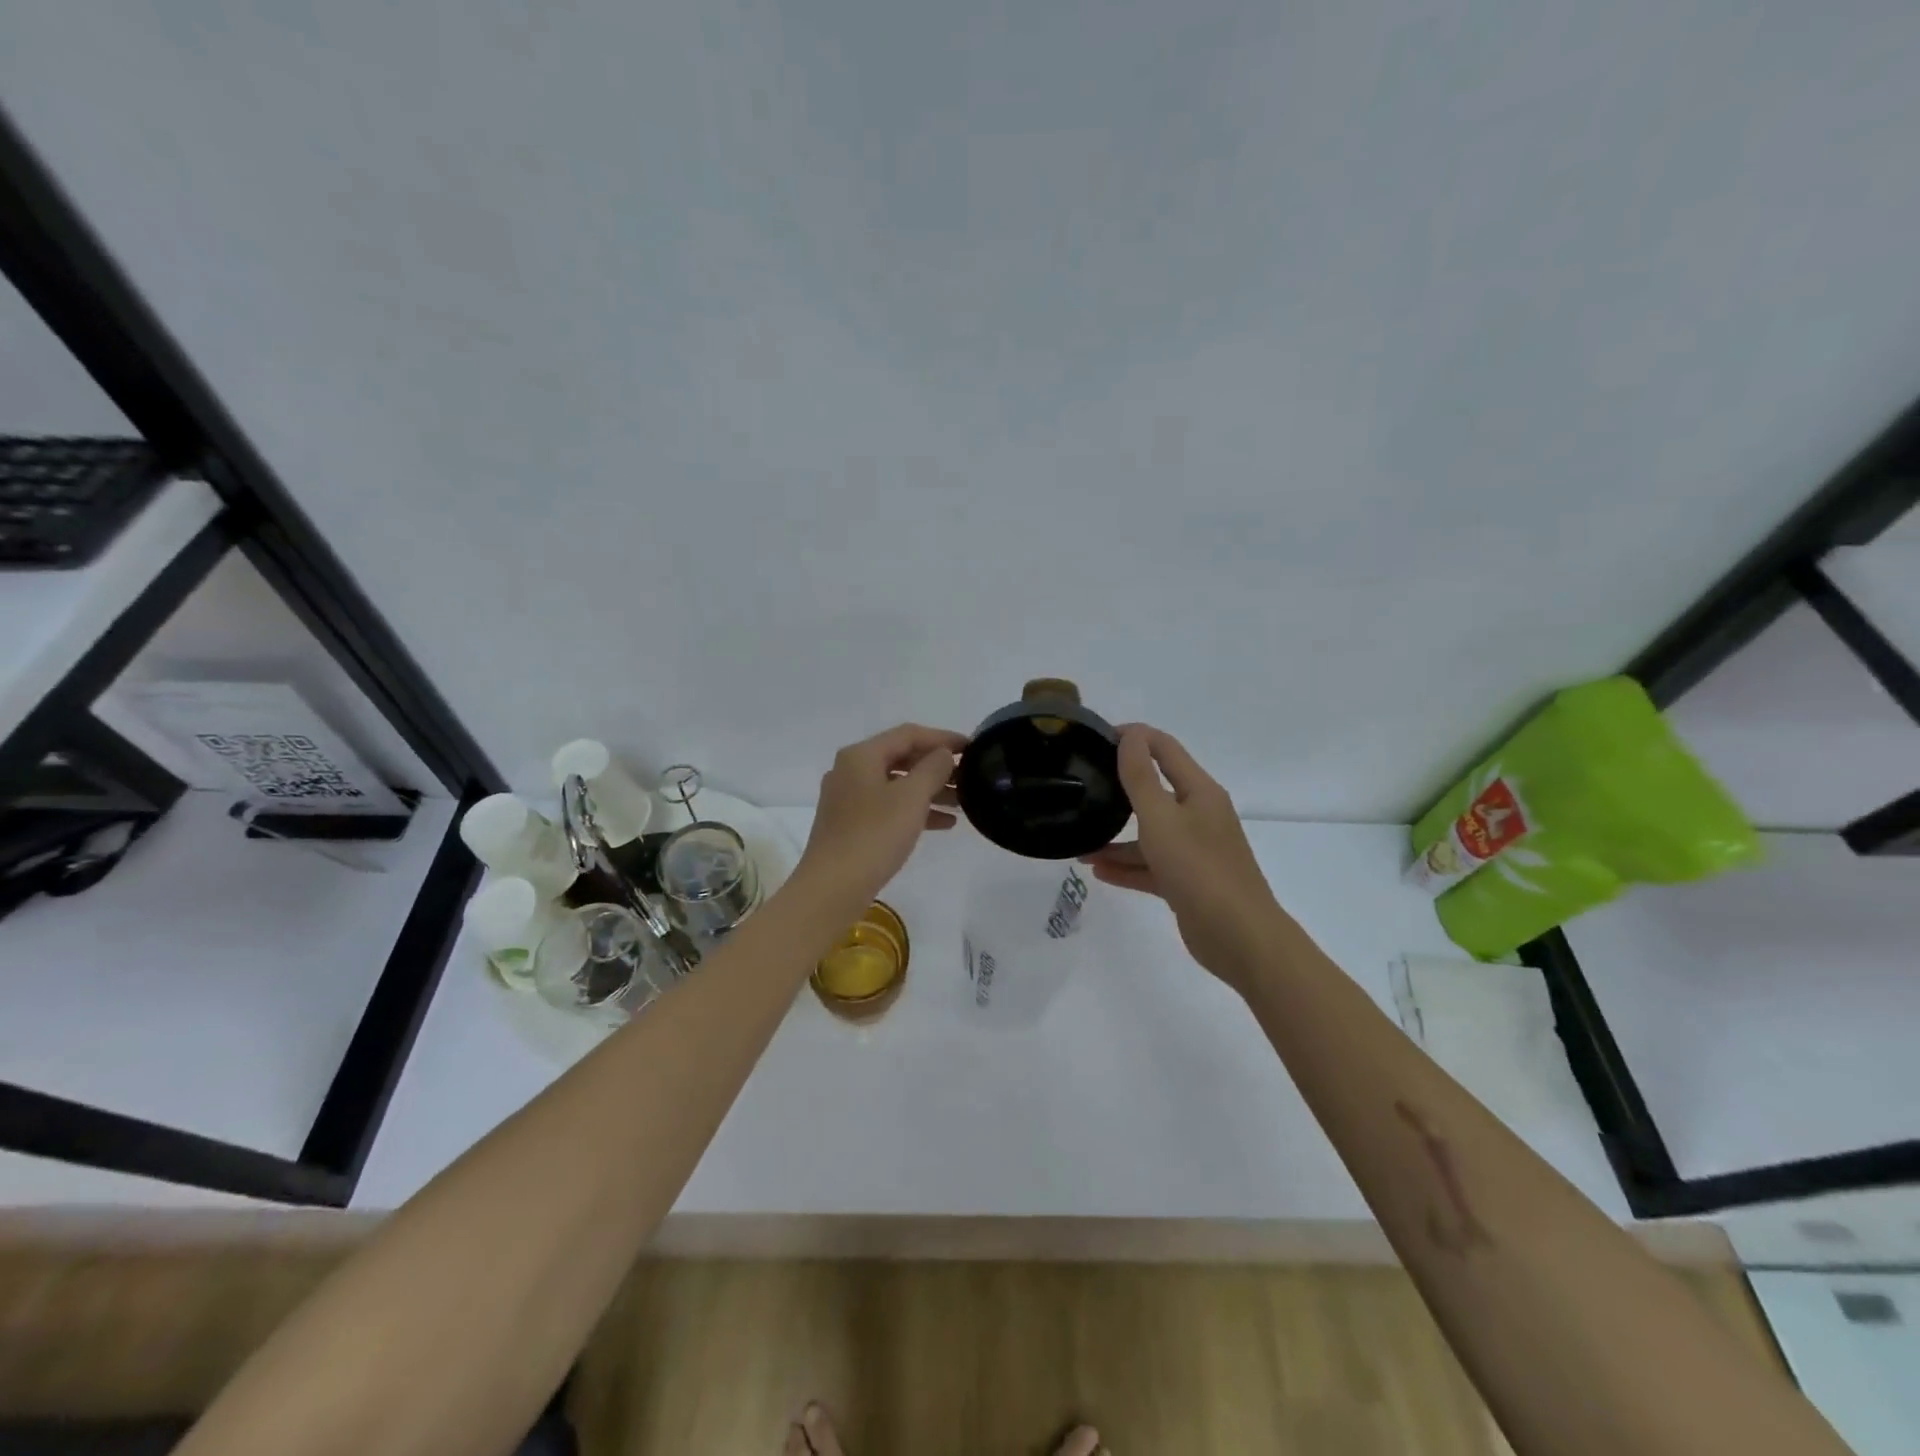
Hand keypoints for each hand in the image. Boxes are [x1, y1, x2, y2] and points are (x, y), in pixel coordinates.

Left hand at [800, 723, 966, 903]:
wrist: (833, 888)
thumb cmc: (874, 835)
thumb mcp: (911, 797)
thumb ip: (932, 768)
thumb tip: (943, 754)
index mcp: (861, 756)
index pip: (908, 734)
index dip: (943, 738)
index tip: (972, 747)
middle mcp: (851, 770)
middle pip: (902, 758)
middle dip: (937, 766)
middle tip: (969, 776)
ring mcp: (849, 799)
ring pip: (897, 784)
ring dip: (931, 790)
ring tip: (963, 802)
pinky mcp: (851, 824)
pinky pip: (889, 807)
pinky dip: (915, 810)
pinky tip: (944, 824)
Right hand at [1080, 725, 1280, 987]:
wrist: (1238, 936)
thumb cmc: (1198, 867)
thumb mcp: (1161, 817)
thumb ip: (1141, 776)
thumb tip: (1130, 735)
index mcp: (1199, 792)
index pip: (1164, 749)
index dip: (1134, 737)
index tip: (1096, 738)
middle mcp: (1199, 816)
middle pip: (1155, 791)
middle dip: (1120, 787)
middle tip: (1083, 784)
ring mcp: (1195, 850)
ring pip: (1150, 834)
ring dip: (1117, 837)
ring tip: (1080, 844)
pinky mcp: (1188, 882)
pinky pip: (1151, 866)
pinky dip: (1127, 867)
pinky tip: (1098, 872)